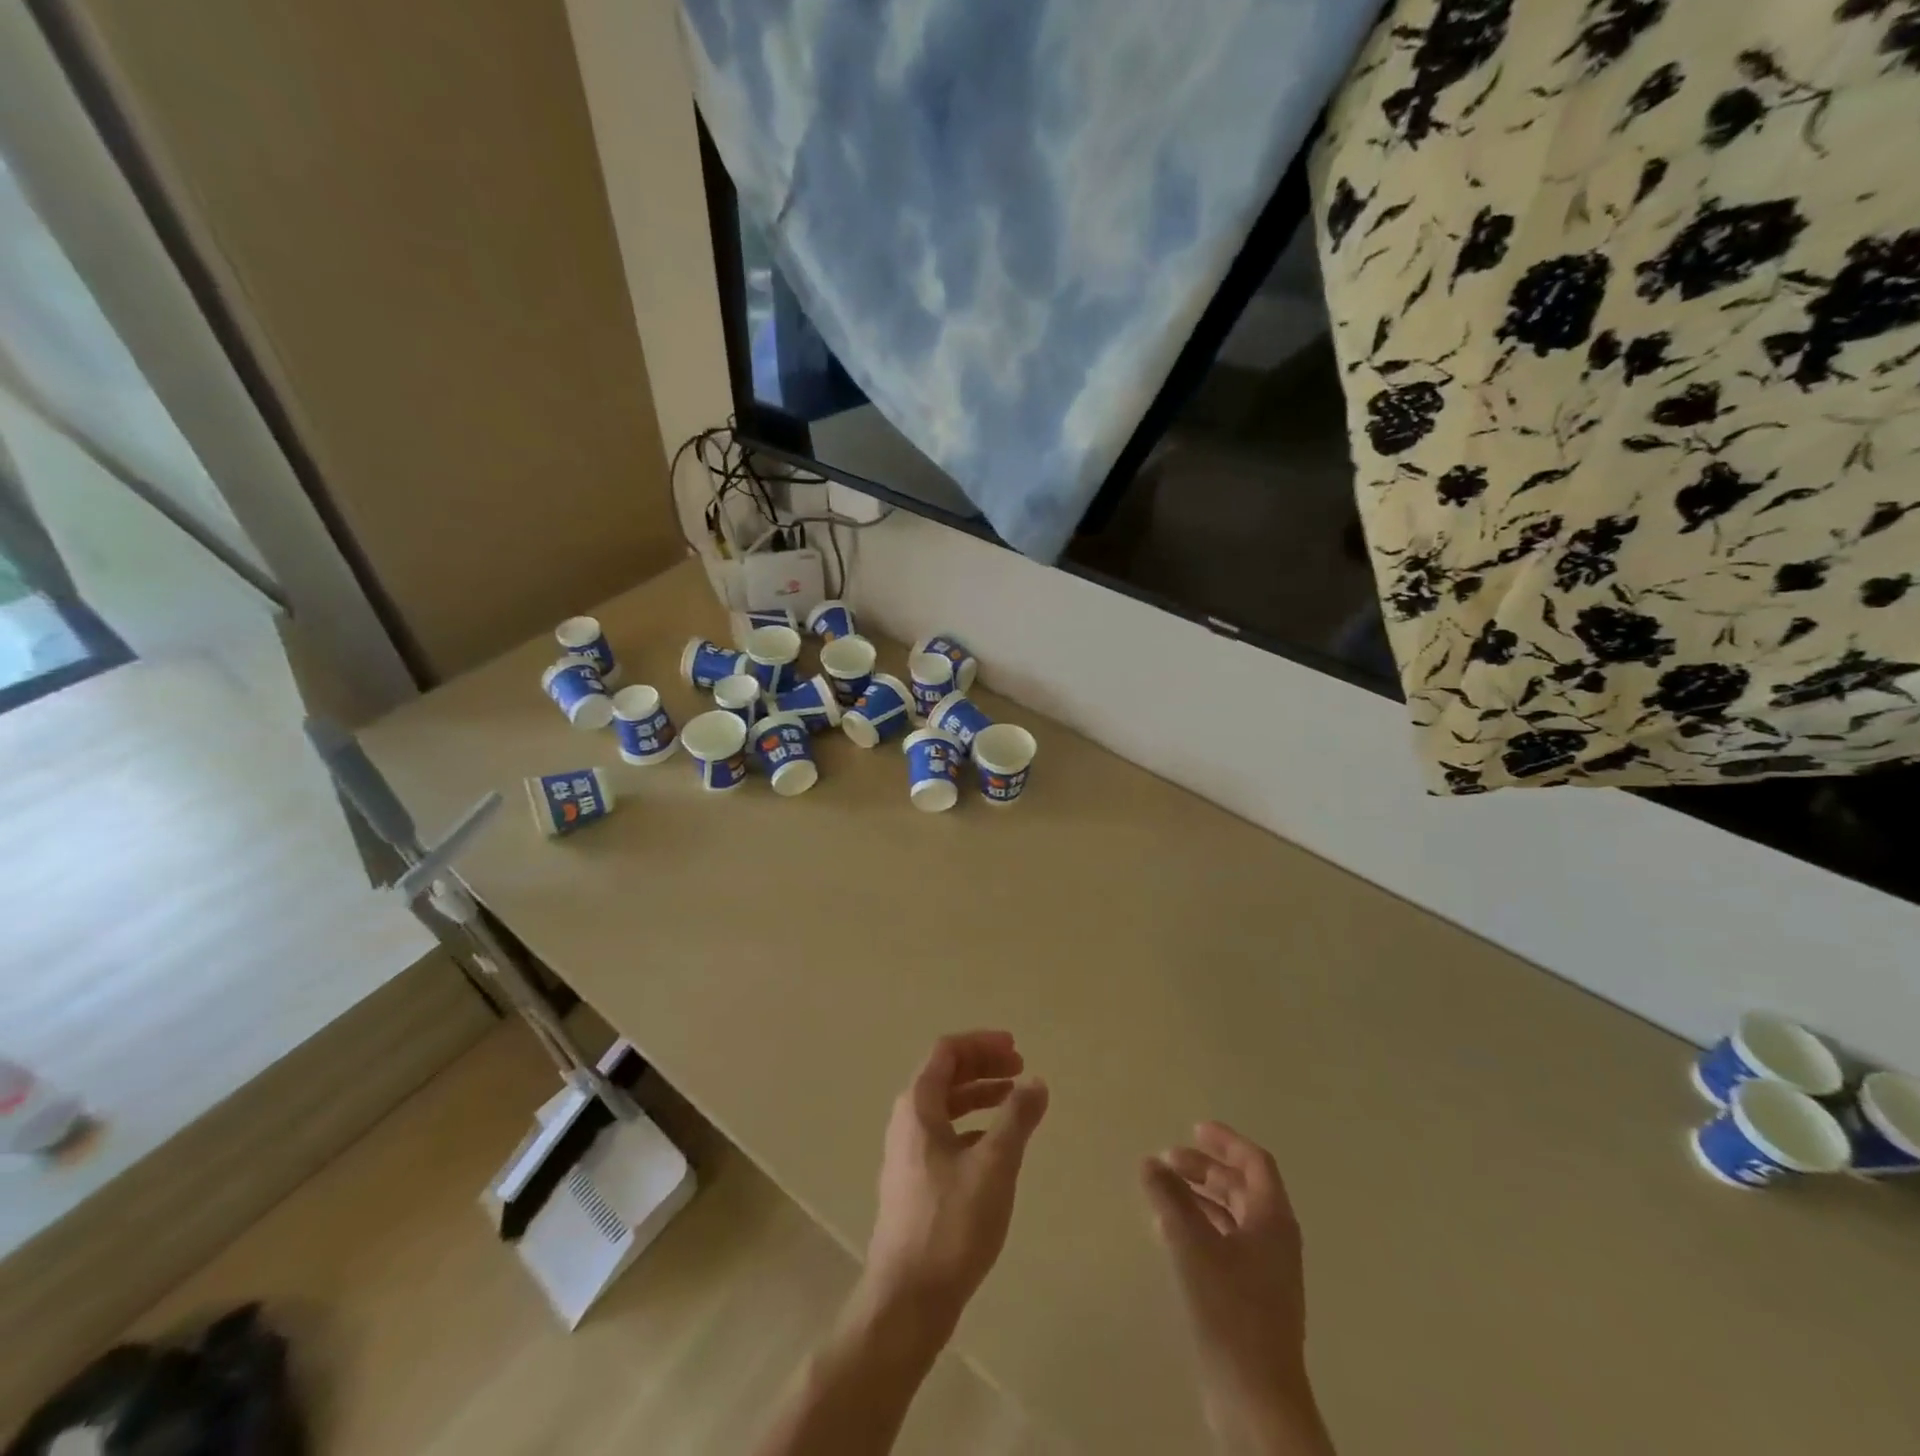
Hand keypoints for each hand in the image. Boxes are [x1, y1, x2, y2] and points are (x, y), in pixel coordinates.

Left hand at [862, 1031, 1048, 1331]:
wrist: (908, 1299)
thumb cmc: (952, 1223)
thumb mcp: (995, 1164)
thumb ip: (1017, 1118)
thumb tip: (1036, 1082)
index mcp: (918, 1105)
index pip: (947, 1051)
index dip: (982, 1043)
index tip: (1016, 1049)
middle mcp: (906, 1120)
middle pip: (945, 1075)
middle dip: (983, 1066)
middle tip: (1020, 1069)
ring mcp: (907, 1152)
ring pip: (946, 1106)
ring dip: (979, 1096)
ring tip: (1014, 1101)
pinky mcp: (914, 1181)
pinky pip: (945, 1134)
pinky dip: (972, 1126)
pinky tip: (996, 1145)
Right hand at [1143, 1123, 1331, 1454]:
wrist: (1257, 1399)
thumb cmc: (1230, 1309)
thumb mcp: (1192, 1244)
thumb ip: (1170, 1198)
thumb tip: (1150, 1162)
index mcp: (1273, 1219)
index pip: (1254, 1162)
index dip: (1225, 1141)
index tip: (1193, 1128)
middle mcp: (1275, 1239)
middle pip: (1242, 1188)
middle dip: (1205, 1170)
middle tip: (1166, 1161)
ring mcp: (1266, 1272)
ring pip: (1232, 1218)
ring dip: (1199, 1199)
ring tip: (1161, 1195)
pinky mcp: (1252, 1299)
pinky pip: (1226, 1245)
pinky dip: (1200, 1229)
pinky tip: (1170, 1236)